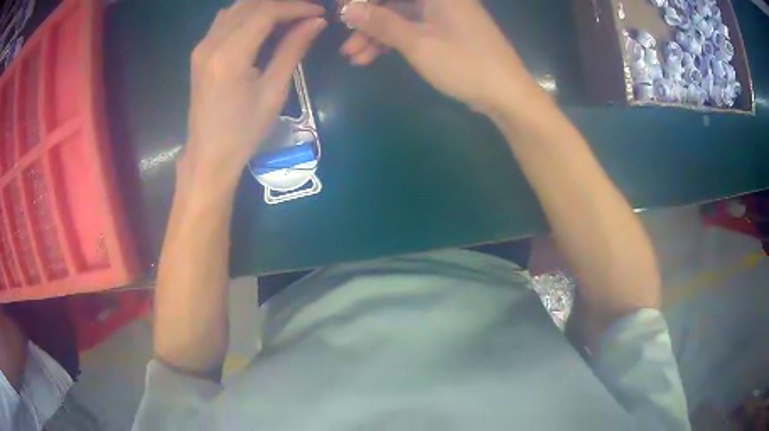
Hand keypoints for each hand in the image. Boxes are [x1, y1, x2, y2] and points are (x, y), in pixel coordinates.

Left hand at [183, 1, 326, 183]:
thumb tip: (316, 22)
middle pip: (250, 4)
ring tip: (287, 16)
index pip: (266, 12)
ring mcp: (202, 47)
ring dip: (263, 6)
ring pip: (235, 8)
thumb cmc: (244, 131)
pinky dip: (246, 14)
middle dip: (281, 4)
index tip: (318, 12)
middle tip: (306, 13)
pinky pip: (224, 20)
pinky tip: (261, 24)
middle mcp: (211, 43)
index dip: (295, 7)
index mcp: (230, 55)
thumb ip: (292, 49)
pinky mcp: (199, 52)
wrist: (208, 155)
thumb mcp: (273, 91)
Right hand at [341, 0, 538, 112]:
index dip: (364, 1)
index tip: (343, 14)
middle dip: (367, 21)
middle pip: (394, 3)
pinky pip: (412, 30)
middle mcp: (440, 0)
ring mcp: (444, 16)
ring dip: (376, 35)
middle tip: (346, 42)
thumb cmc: (465, 64)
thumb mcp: (418, 43)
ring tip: (353, 57)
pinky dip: (393, 42)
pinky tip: (372, 58)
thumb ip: (381, 23)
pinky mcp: (446, 32)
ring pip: (400, 17)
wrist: (507, 95)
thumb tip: (348, 8)